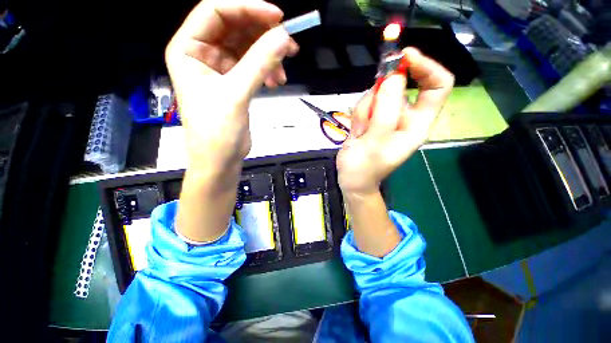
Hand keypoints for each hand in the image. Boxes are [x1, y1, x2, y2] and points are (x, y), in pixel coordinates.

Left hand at [165, 0, 298, 180]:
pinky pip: (253, 67)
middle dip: (262, 35)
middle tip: (289, 44)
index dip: (246, 9)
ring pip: (247, 49)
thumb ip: (259, 64)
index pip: (215, 12)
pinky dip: (267, 71)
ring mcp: (220, 70)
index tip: (276, 17)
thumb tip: (284, 37)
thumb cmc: (218, 131)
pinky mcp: (234, 84)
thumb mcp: (236, 94)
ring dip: (268, 57)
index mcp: (189, 49)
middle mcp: (202, 55)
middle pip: (234, 29)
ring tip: (283, 73)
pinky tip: (277, 81)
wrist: (220, 160)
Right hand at [337, 48, 453, 194]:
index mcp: (417, 124)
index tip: (403, 57)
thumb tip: (393, 76)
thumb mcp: (373, 143)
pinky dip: (358, 113)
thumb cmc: (363, 168)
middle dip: (379, 95)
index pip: (438, 85)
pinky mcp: (374, 118)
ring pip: (378, 93)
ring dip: (365, 109)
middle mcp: (406, 117)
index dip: (425, 67)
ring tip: (359, 132)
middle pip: (400, 85)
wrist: (352, 180)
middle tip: (366, 115)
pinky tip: (356, 131)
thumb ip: (384, 112)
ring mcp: (388, 117)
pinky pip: (367, 103)